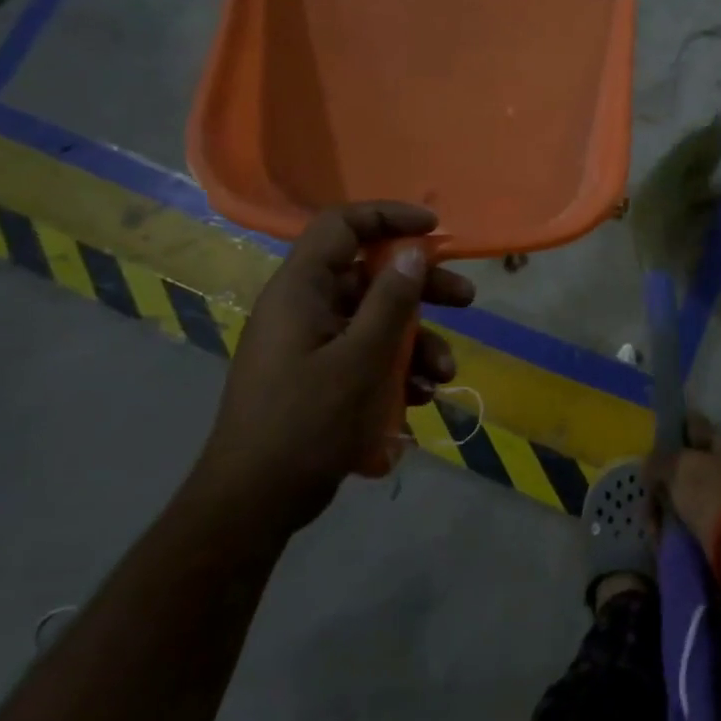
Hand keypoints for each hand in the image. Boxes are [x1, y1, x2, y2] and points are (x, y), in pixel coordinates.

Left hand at [192, 203, 475, 535]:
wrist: (254, 504)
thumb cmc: (306, 423)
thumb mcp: (361, 359)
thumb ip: (391, 301)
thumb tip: (413, 250)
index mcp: (300, 291)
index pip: (341, 226)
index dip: (388, 217)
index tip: (434, 229)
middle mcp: (305, 308)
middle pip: (370, 276)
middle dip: (422, 289)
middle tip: (466, 299)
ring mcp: (312, 344)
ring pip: (376, 321)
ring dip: (417, 342)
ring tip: (444, 375)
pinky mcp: (320, 376)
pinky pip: (367, 355)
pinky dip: (397, 369)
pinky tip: (421, 398)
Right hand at [646, 416, 720, 551]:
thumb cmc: (713, 493)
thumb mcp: (680, 468)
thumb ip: (660, 460)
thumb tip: (649, 463)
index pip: (697, 426)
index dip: (677, 427)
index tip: (658, 433)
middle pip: (693, 464)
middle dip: (668, 476)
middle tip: (647, 488)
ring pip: (693, 495)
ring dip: (671, 505)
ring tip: (653, 521)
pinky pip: (697, 521)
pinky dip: (680, 526)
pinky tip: (665, 534)